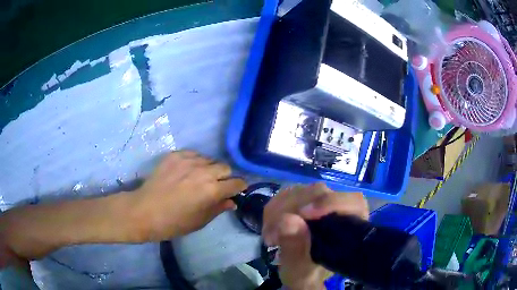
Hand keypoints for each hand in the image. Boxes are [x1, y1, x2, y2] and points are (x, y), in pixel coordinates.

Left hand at [130, 151, 246, 240]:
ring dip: (210, 169)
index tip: (236, 191)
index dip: (239, 188)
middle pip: (225, 168)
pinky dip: (195, 162)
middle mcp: (203, 172)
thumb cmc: (173, 223)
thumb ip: (218, 208)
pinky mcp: (175, 155)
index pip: (236, 183)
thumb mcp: (199, 221)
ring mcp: (187, 161)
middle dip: (225, 177)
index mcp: (211, 191)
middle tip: (216, 187)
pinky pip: (193, 154)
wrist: (144, 211)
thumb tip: (232, 201)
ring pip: (209, 159)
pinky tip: (187, 172)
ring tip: (199, 178)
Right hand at [262, 183, 368, 289]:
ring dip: (279, 209)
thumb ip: (296, 250)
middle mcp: (340, 210)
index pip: (353, 202)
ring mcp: (321, 203)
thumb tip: (287, 219)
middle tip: (273, 233)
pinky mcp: (305, 201)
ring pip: (302, 191)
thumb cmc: (305, 275)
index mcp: (350, 228)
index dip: (330, 202)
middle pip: (320, 192)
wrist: (298, 272)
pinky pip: (288, 194)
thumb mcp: (299, 270)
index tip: (304, 213)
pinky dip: (274, 208)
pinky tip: (269, 225)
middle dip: (292, 209)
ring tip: (270, 234)